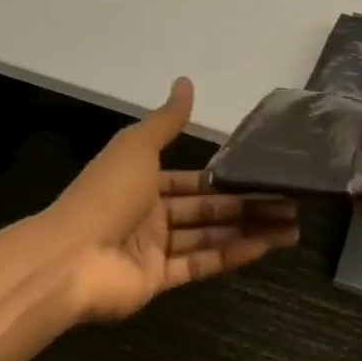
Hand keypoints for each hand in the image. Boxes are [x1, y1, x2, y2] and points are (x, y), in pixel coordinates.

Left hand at [50, 78, 300, 322]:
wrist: (69, 257)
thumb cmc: (107, 193)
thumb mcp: (138, 146)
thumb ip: (167, 121)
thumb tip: (185, 81)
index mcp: (144, 182)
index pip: (193, 181)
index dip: (228, 180)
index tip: (264, 178)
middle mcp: (151, 215)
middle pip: (209, 210)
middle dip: (249, 206)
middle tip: (292, 204)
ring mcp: (155, 250)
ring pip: (211, 237)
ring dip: (250, 231)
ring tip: (291, 227)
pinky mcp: (159, 280)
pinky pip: (201, 264)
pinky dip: (233, 255)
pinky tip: (265, 246)